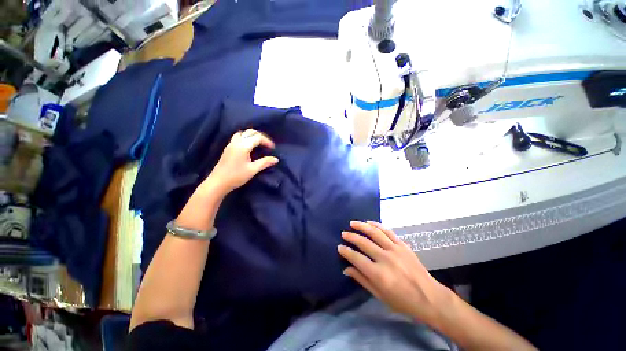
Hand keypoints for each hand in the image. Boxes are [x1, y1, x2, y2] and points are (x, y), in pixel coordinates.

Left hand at [203, 129, 278, 194]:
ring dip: (252, 135)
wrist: (218, 182)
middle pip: (250, 132)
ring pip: (243, 133)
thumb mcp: (253, 170)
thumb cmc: (236, 176)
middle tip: (267, 144)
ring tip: (259, 144)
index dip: (267, 141)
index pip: (257, 138)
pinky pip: (238, 137)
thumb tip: (276, 159)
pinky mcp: (228, 148)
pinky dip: (246, 137)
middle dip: (260, 136)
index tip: (273, 148)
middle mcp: (236, 142)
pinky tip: (249, 146)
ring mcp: (231, 144)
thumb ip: (265, 162)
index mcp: (243, 146)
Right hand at [338, 221, 451, 323]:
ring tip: (353, 223)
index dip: (346, 251)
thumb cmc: (402, 301)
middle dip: (351, 236)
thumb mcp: (379, 295)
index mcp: (378, 274)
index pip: (356, 258)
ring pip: (375, 233)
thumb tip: (346, 269)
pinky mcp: (403, 245)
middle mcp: (385, 259)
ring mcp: (395, 250)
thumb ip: (362, 279)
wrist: (429, 297)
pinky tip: (369, 222)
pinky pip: (388, 231)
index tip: (339, 247)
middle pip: (364, 242)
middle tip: (344, 233)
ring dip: (362, 226)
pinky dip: (377, 225)